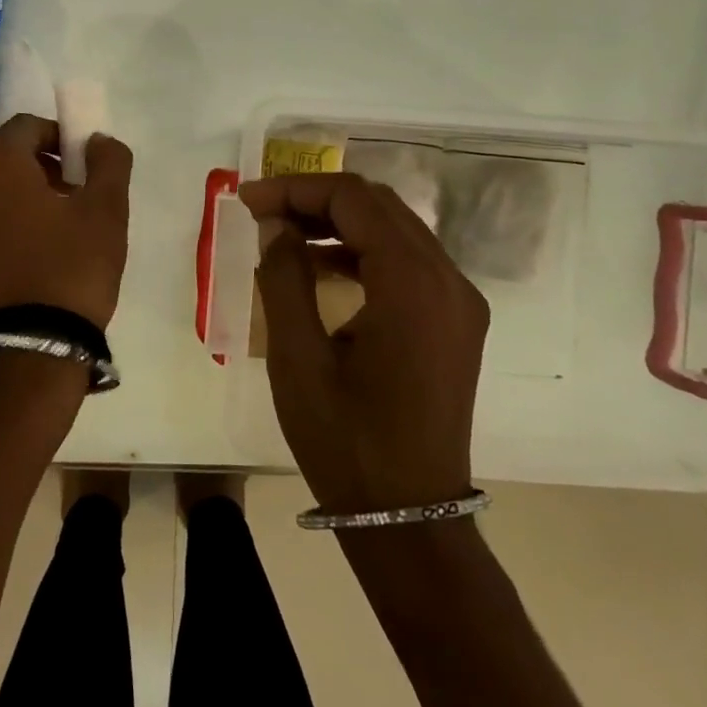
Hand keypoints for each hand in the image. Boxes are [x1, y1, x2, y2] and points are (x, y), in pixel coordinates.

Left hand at [0, 114, 133, 334]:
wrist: (28, 349)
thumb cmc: (70, 268)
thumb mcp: (106, 210)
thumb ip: (109, 161)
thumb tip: (97, 140)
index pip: (28, 127)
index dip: (60, 139)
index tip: (81, 169)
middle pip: (0, 158)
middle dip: (36, 168)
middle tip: (68, 199)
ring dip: (12, 199)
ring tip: (45, 234)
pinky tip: (17, 263)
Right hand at [238, 173, 488, 514]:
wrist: (409, 517)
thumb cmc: (346, 442)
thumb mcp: (297, 358)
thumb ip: (284, 278)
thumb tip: (276, 226)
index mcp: (413, 284)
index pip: (354, 200)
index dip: (296, 189)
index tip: (247, 200)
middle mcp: (448, 280)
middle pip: (379, 206)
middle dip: (316, 199)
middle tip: (262, 212)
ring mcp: (459, 302)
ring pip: (395, 230)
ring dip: (339, 223)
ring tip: (283, 234)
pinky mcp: (455, 322)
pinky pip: (408, 262)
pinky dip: (363, 251)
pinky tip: (322, 266)